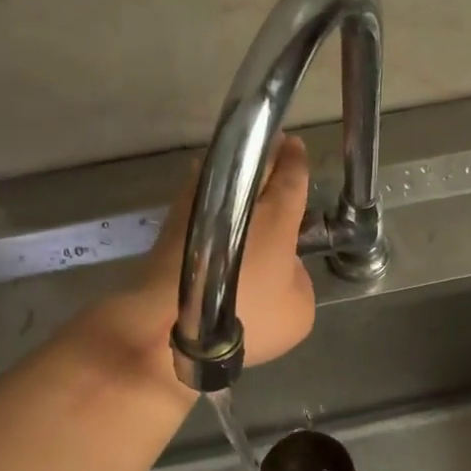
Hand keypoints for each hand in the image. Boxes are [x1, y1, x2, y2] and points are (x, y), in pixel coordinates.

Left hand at [91, 134, 314, 386]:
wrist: (170, 324)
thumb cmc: (245, 318)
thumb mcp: (297, 311)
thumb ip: (300, 280)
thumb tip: (287, 266)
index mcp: (276, 216)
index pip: (291, 176)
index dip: (296, 160)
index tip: (296, 146)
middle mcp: (239, 202)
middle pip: (256, 165)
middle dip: (268, 153)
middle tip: (276, 146)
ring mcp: (200, 208)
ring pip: (223, 174)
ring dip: (235, 169)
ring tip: (245, 169)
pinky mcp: (173, 224)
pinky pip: (199, 194)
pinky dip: (210, 190)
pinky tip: (213, 196)